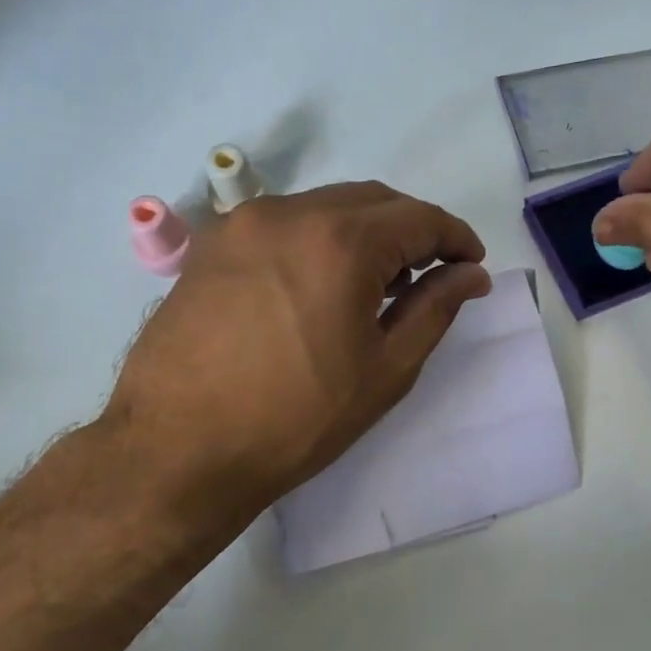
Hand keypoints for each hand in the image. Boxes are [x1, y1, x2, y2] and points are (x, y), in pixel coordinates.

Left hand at [104, 182, 490, 529]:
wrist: (178, 449)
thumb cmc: (295, 419)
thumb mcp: (384, 370)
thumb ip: (435, 309)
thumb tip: (471, 275)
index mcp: (340, 241)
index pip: (419, 217)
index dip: (456, 238)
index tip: (472, 265)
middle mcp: (290, 212)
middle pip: (373, 200)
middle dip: (413, 229)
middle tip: (432, 274)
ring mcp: (242, 223)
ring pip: (326, 207)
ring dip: (365, 232)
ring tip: (379, 283)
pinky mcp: (211, 244)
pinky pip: (285, 223)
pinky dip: (319, 239)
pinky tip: (323, 283)